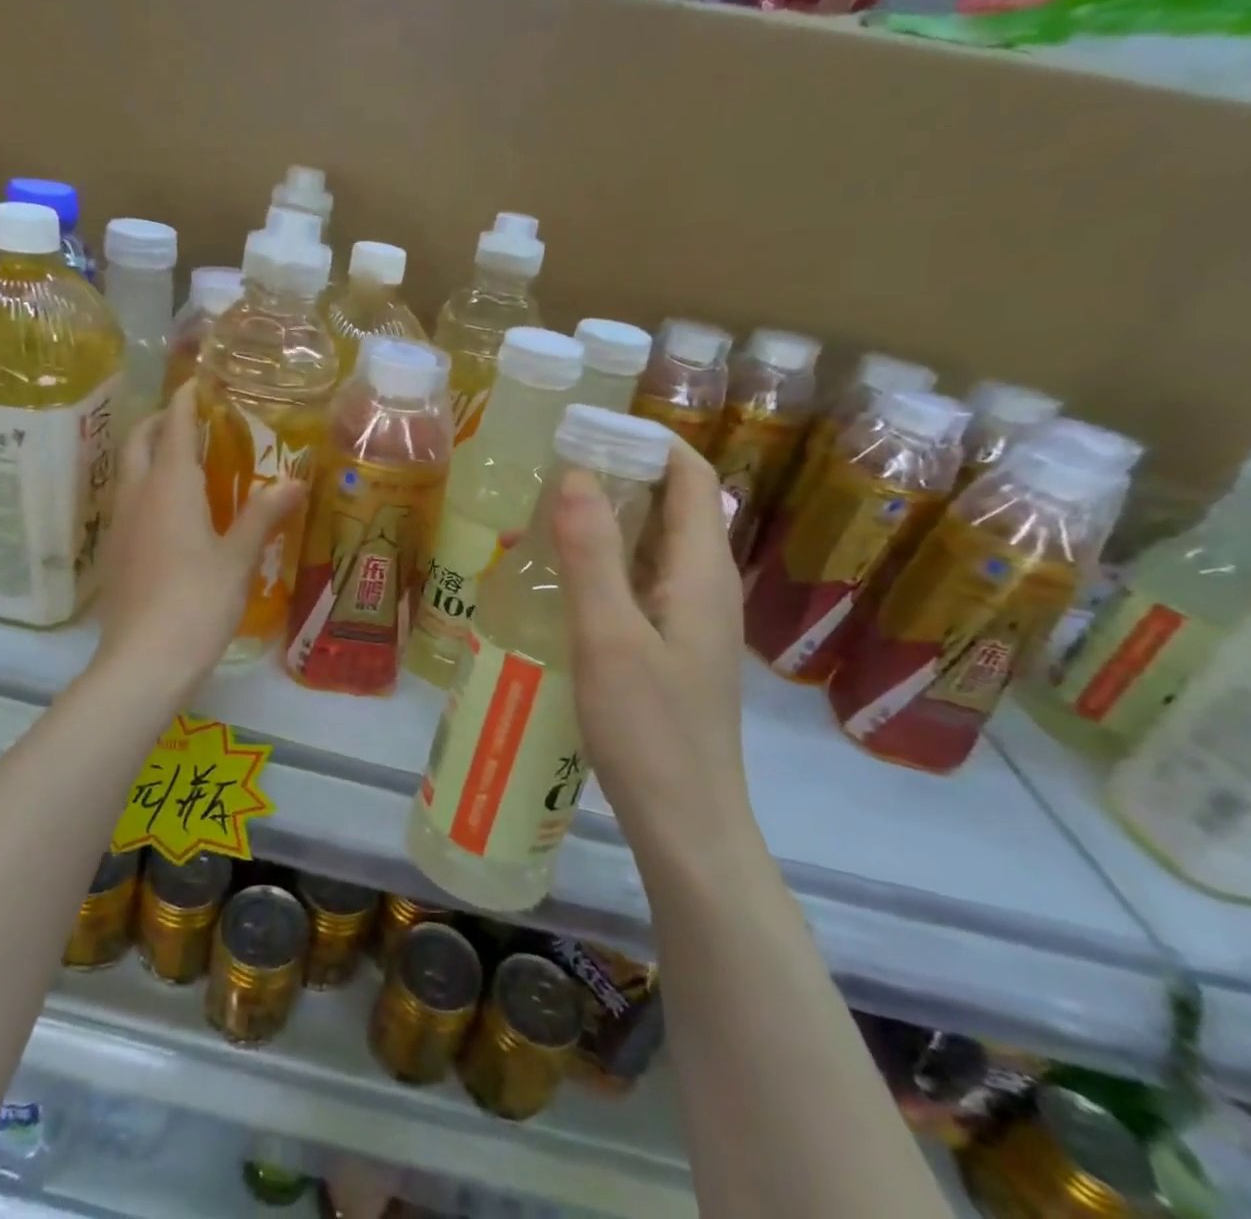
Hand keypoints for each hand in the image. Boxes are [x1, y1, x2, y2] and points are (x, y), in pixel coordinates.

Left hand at [94, 382, 304, 690]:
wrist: (144, 661)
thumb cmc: (197, 601)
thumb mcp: (238, 557)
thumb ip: (263, 514)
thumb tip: (294, 480)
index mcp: (170, 486)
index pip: (173, 426)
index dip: (185, 400)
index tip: (197, 381)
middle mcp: (137, 495)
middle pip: (139, 442)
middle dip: (159, 422)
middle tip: (189, 419)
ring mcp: (119, 525)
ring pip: (128, 472)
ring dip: (148, 454)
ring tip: (183, 461)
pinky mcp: (113, 553)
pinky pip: (127, 502)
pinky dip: (145, 488)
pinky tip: (169, 512)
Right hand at [553, 440, 753, 871]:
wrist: (687, 822)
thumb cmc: (650, 729)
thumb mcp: (610, 636)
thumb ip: (592, 554)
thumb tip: (574, 473)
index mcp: (702, 571)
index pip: (690, 476)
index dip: (648, 441)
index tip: (588, 428)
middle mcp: (705, 586)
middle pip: (672, 506)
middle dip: (618, 476)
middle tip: (552, 468)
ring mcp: (690, 619)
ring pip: (653, 546)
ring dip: (607, 520)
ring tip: (546, 513)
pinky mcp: (672, 647)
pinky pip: (640, 582)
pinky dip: (605, 562)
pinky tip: (561, 578)